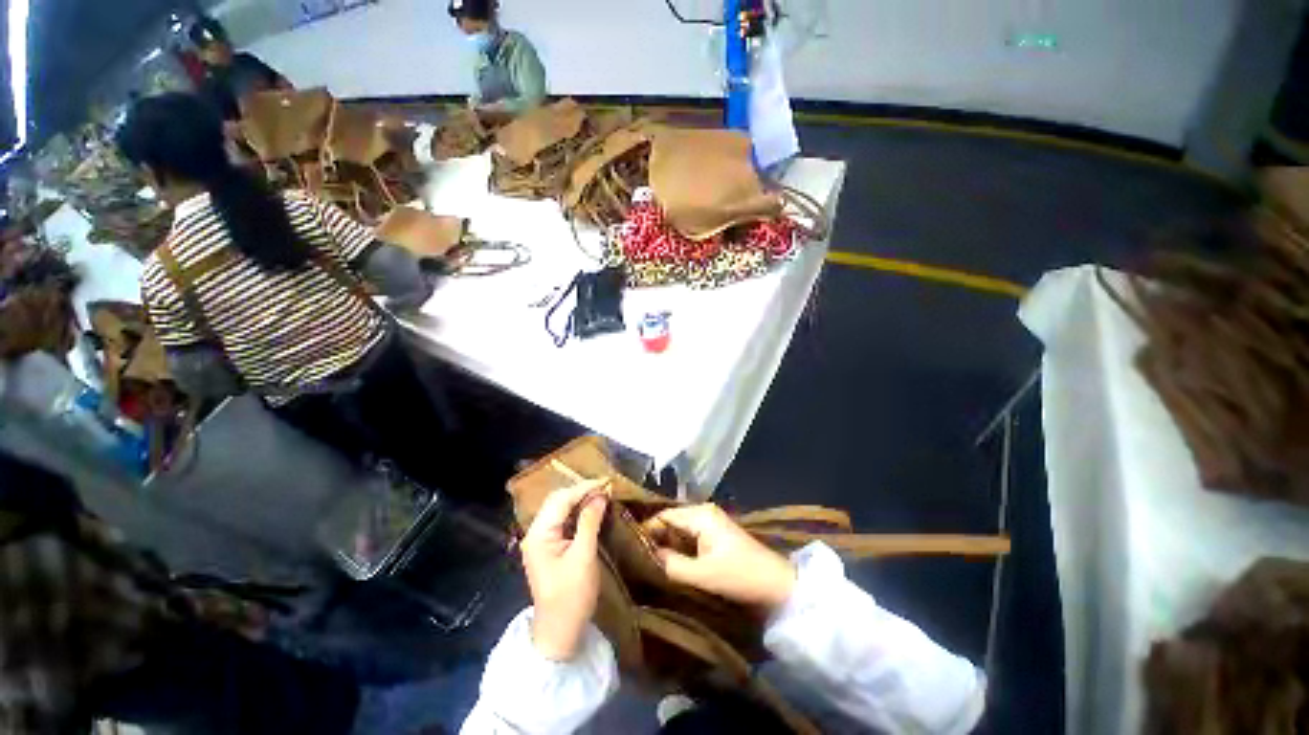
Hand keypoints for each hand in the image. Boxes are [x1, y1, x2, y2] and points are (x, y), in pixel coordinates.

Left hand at [521, 479, 610, 660]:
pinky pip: (563, 521)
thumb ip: (589, 522)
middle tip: (606, 488)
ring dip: (580, 500)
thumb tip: (600, 495)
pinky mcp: (550, 548)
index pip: (561, 499)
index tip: (606, 482)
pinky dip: (578, 512)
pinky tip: (592, 511)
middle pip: (558, 501)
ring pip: (560, 509)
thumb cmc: (571, 597)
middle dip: (582, 491)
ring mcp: (541, 540)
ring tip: (602, 495)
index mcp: (539, 534)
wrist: (560, 633)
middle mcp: (536, 533)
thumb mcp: (584, 557)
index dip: (584, 488)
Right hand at [644, 504, 796, 610]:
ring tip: (645, 564)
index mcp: (700, 514)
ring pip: (678, 531)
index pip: (663, 516)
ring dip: (665, 546)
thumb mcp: (703, 574)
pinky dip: (677, 549)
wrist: (777, 586)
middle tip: (634, 560)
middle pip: (669, 521)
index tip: (627, 550)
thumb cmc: (740, 576)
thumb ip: (671, 564)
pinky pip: (688, 538)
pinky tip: (667, 564)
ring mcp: (709, 523)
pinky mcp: (714, 536)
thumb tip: (644, 557)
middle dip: (654, 539)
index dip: (645, 531)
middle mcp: (703, 512)